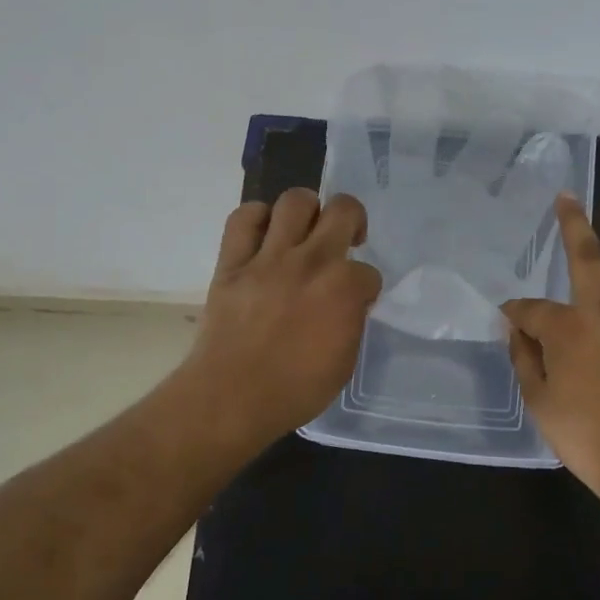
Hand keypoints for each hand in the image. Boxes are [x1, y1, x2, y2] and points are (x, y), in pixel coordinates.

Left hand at [186, 189, 383, 439]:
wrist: (231, 398)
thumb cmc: (295, 390)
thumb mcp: (344, 361)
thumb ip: (351, 321)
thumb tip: (348, 303)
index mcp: (344, 288)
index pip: (368, 272)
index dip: (365, 288)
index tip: (356, 301)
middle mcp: (311, 261)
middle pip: (343, 209)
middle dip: (352, 219)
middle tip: (345, 238)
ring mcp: (269, 257)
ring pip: (295, 201)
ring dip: (308, 210)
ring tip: (306, 230)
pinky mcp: (233, 262)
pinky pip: (243, 219)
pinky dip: (256, 218)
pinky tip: (264, 234)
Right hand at [502, 189, 599, 503]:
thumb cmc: (587, 436)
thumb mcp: (539, 402)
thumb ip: (525, 360)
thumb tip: (515, 329)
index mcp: (568, 329)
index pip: (533, 310)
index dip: (517, 314)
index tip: (510, 320)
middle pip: (587, 258)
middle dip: (573, 224)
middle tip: (568, 196)